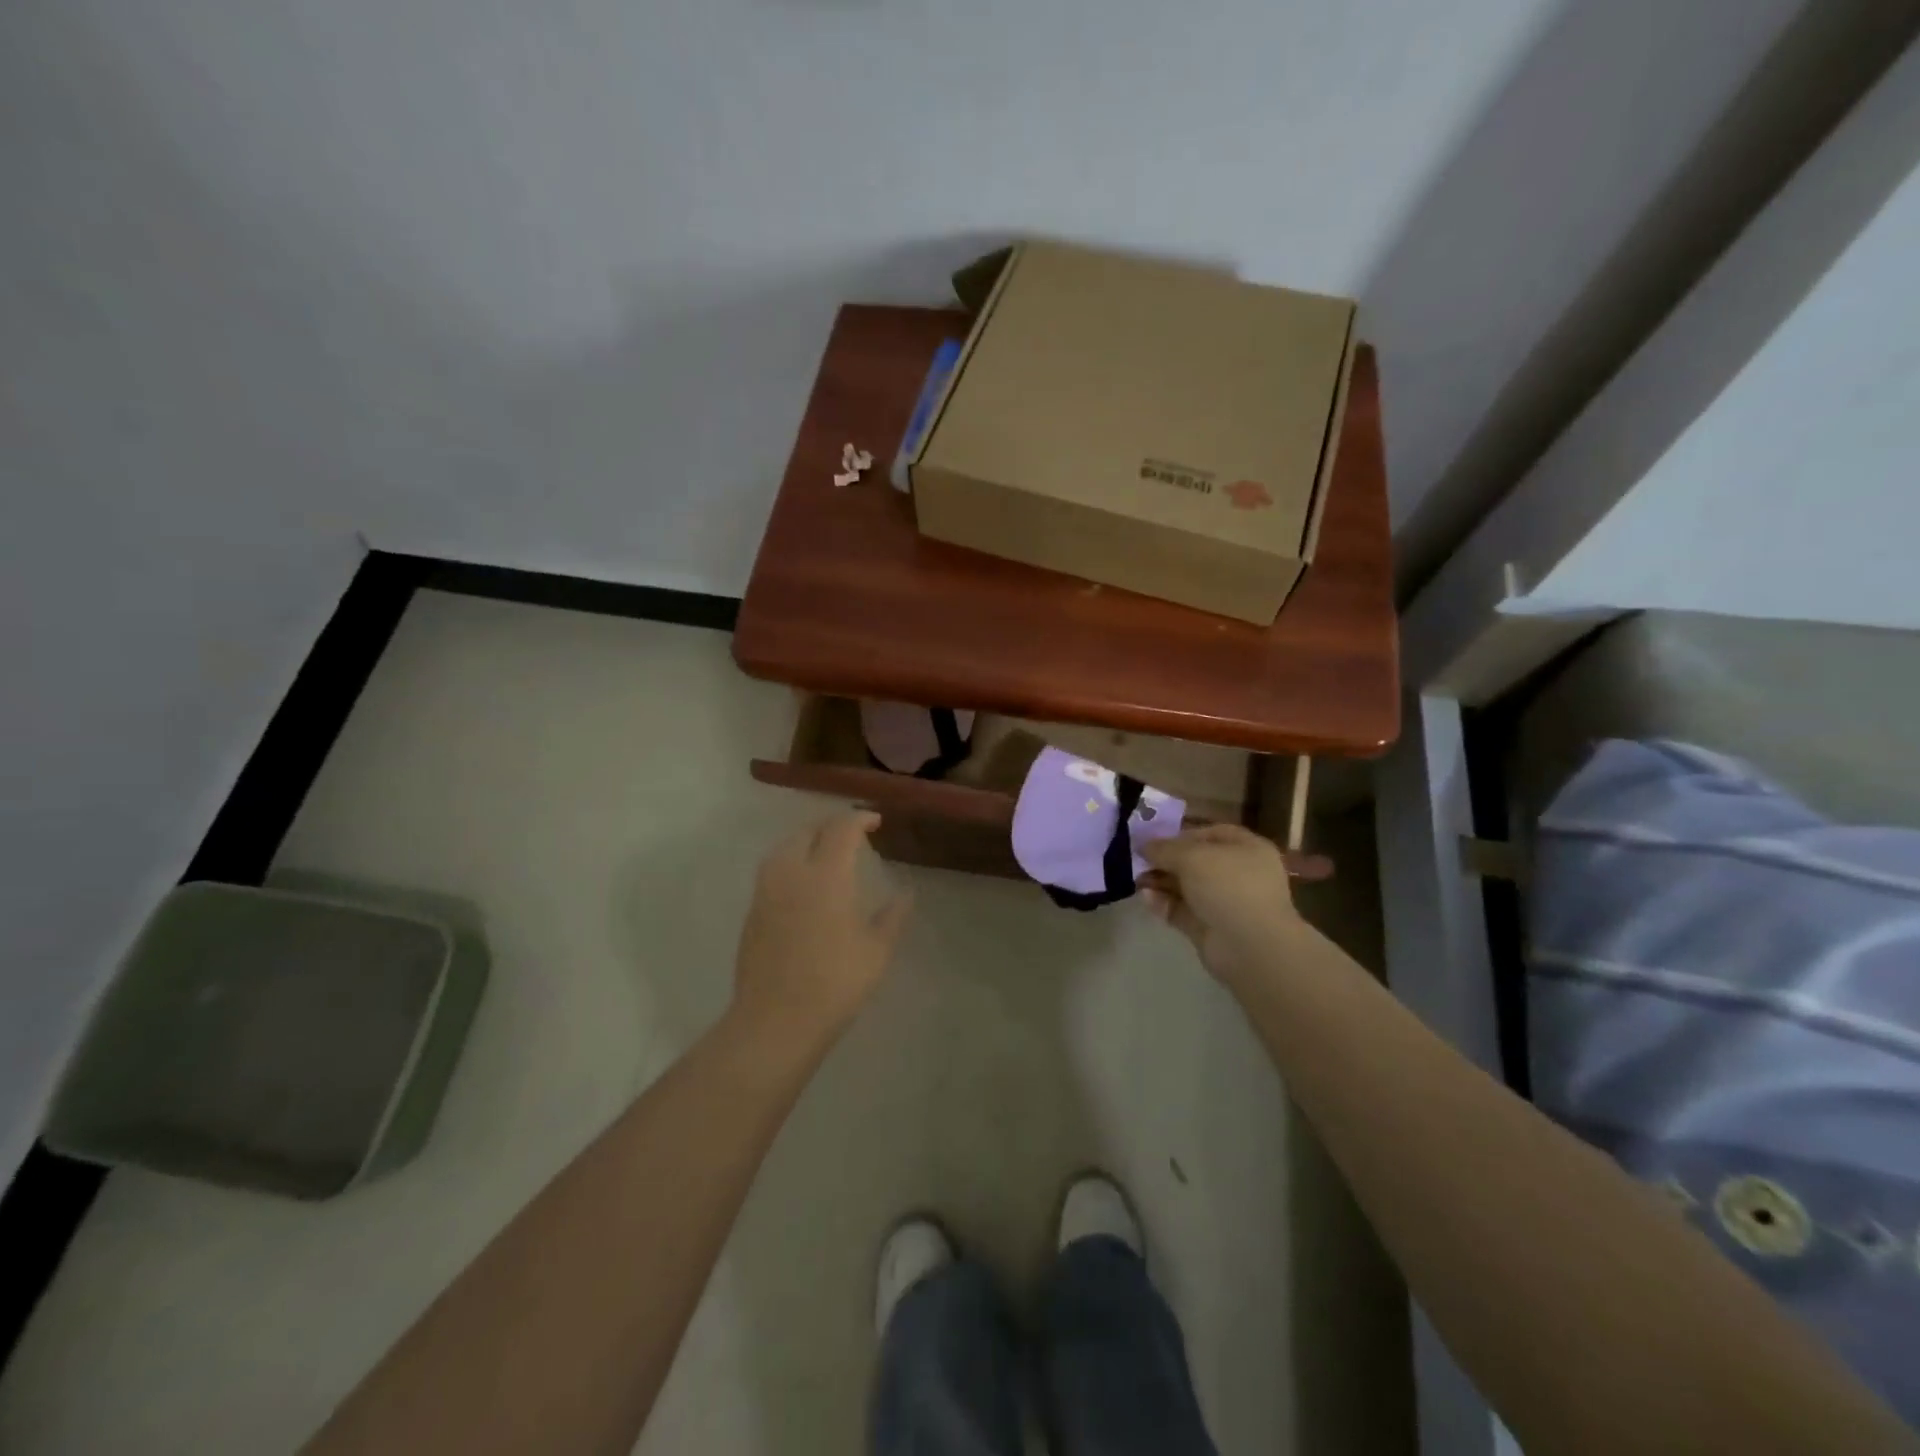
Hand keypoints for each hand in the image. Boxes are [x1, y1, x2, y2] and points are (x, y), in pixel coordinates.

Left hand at [731, 811, 912, 1044]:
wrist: (776, 1021)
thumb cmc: (835, 983)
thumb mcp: (876, 951)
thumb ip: (892, 916)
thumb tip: (905, 893)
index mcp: (826, 875)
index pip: (841, 829)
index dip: (859, 818)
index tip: (874, 820)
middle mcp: (792, 873)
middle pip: (808, 831)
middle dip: (831, 826)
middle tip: (851, 835)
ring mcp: (767, 892)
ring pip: (784, 848)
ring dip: (807, 841)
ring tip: (825, 853)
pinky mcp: (753, 912)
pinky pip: (773, 871)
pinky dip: (791, 863)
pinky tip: (803, 884)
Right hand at [1139, 825, 1306, 987]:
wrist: (1250, 947)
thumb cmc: (1228, 887)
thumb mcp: (1191, 856)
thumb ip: (1164, 848)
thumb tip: (1143, 845)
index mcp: (1247, 849)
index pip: (1211, 834)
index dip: (1182, 834)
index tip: (1154, 838)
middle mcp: (1238, 874)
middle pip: (1195, 861)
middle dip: (1165, 860)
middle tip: (1138, 860)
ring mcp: (1224, 903)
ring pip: (1186, 887)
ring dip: (1160, 881)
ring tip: (1137, 880)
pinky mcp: (1209, 928)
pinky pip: (1181, 910)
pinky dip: (1163, 903)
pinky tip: (1146, 898)